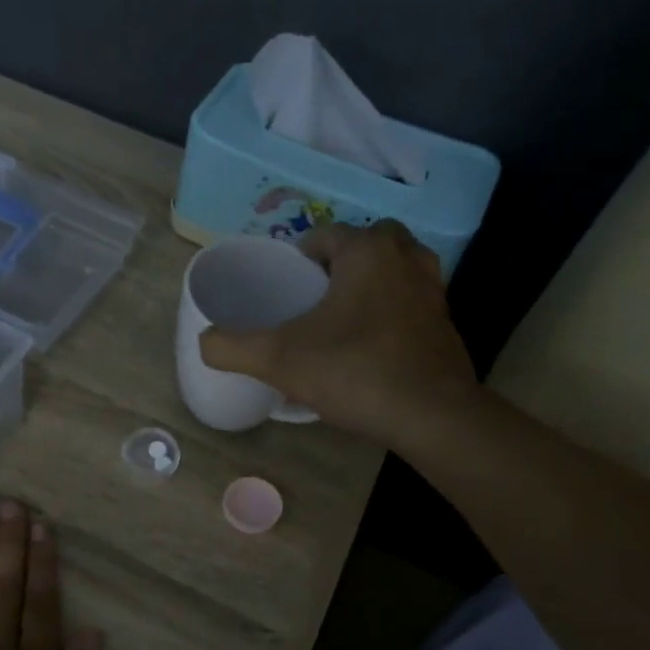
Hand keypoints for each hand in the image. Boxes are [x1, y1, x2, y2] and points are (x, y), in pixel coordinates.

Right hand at [199, 220, 477, 444]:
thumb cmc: (353, 371)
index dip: (300, 256)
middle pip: (366, 244)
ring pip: (394, 272)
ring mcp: (432, 291)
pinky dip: (391, 314)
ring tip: (340, 320)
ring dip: (369, 285)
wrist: (430, 414)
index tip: (285, 286)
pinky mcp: (446, 324)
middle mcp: (406, 258)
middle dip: (340, 264)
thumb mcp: (278, 360)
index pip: (326, 235)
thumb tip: (204, 342)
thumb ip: (232, 347)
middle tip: (315, 297)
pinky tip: (369, 349)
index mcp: (367, 251)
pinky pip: (410, 304)